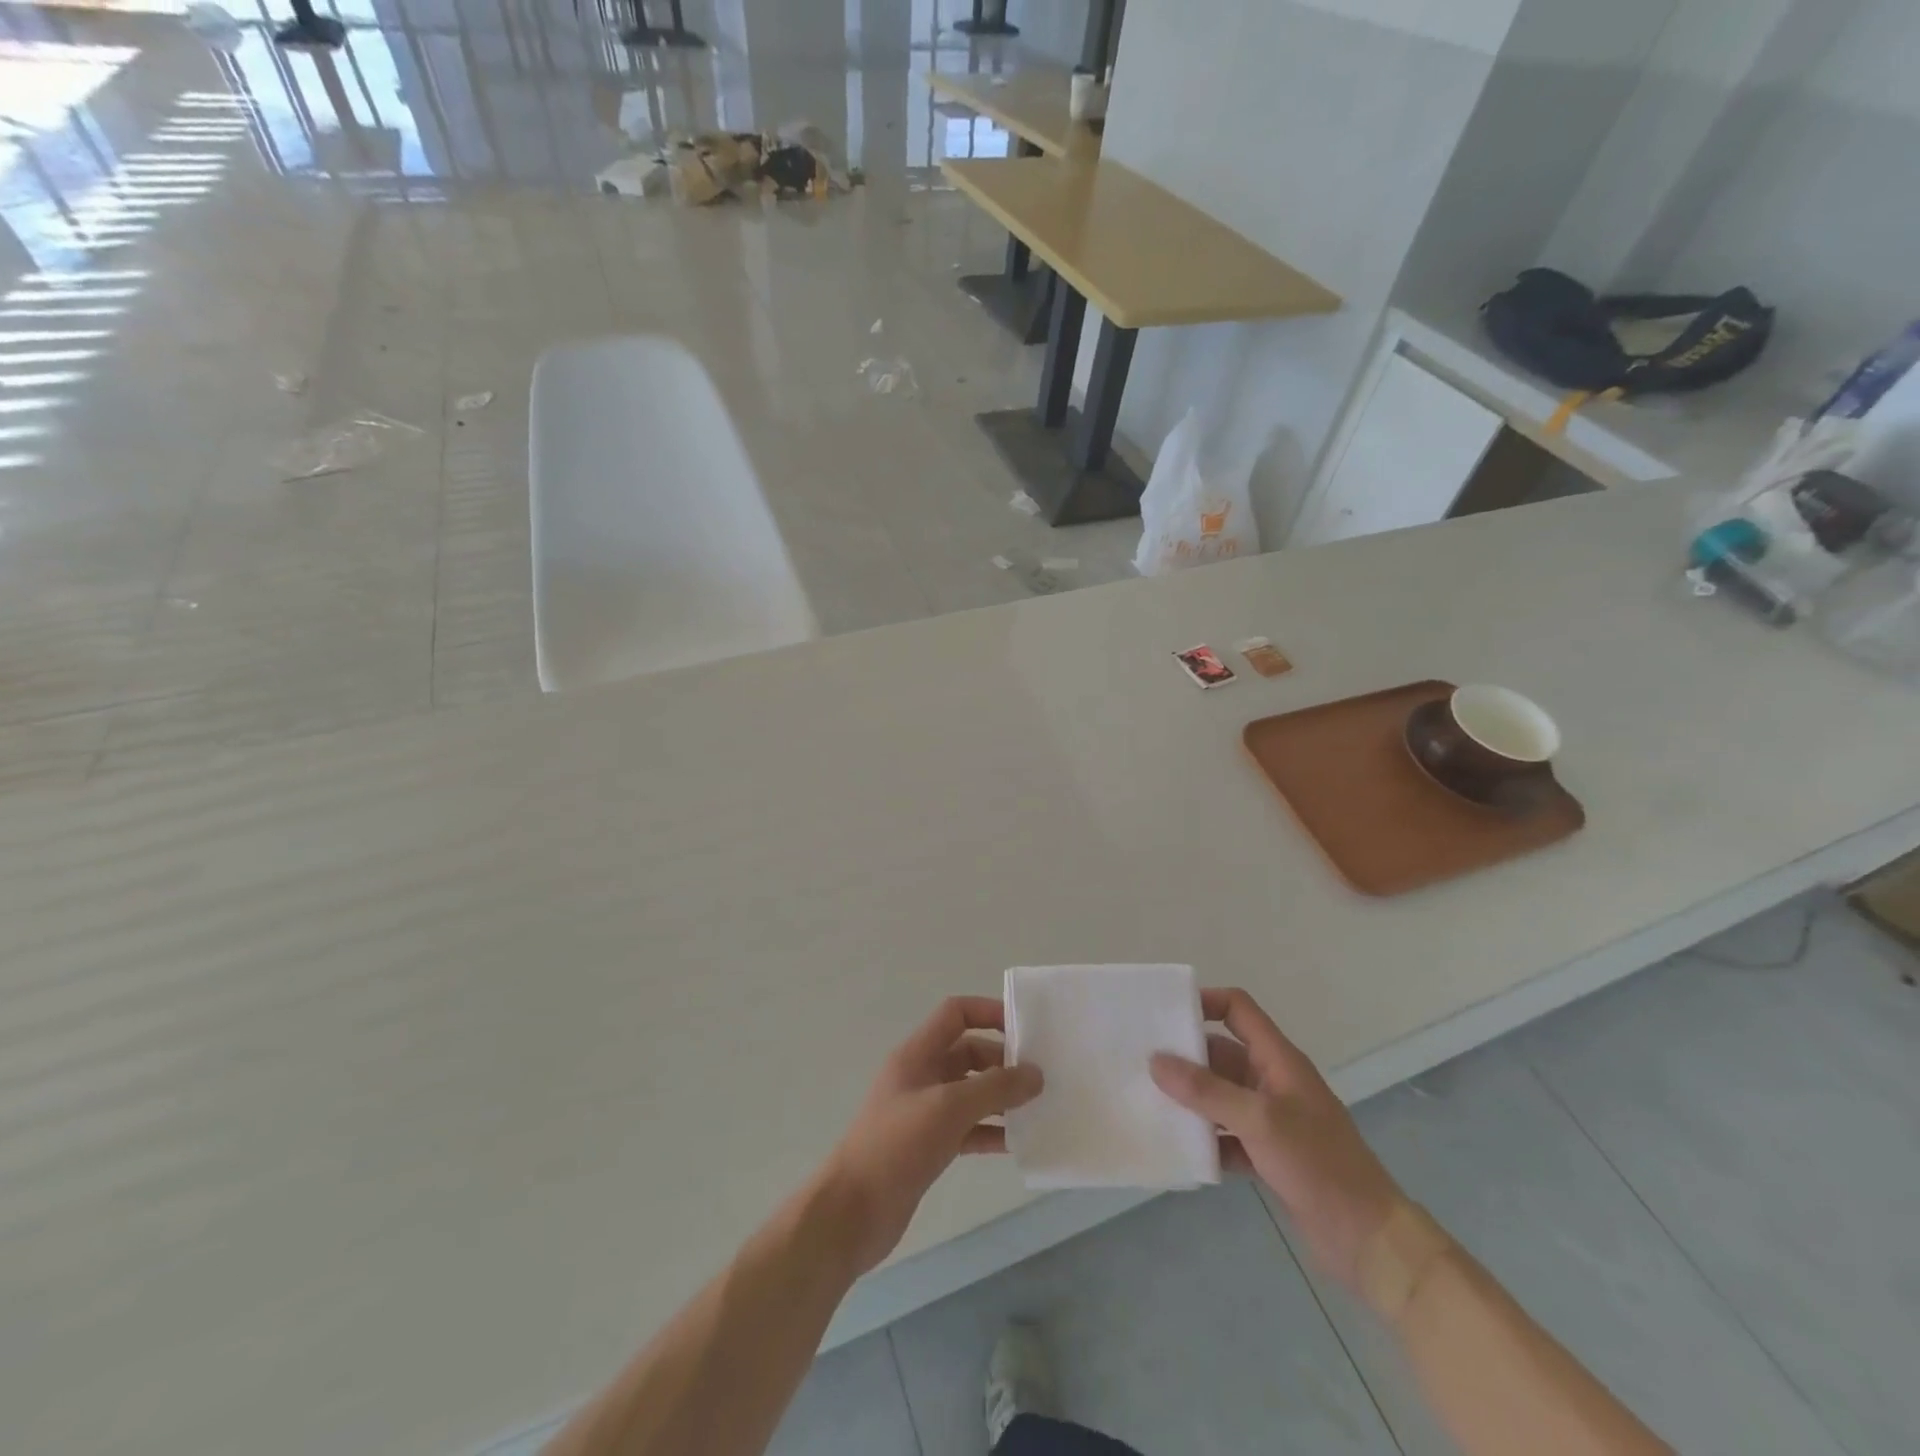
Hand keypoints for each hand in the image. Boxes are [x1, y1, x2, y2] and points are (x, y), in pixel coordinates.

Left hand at [821, 997, 1042, 1275]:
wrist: (853, 1213)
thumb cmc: (897, 1146)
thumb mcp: (949, 1108)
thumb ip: (995, 1088)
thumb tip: (1035, 1074)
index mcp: (917, 1054)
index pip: (956, 1014)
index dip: (989, 1012)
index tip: (1025, 1029)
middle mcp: (921, 1076)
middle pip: (968, 1052)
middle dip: (1002, 1061)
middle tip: (1040, 1078)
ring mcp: (924, 1112)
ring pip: (971, 1092)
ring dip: (1001, 1098)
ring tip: (1039, 1109)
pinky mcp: (929, 1146)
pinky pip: (968, 1128)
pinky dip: (991, 1131)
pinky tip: (1018, 1144)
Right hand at [1151, 988, 1405, 1288]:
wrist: (1370, 1242)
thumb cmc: (1318, 1165)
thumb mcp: (1259, 1121)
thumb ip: (1206, 1091)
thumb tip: (1156, 1061)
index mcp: (1278, 1060)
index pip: (1238, 1010)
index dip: (1204, 1002)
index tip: (1164, 1013)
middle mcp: (1273, 1082)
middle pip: (1222, 1053)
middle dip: (1186, 1057)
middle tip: (1141, 1062)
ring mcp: (1272, 1120)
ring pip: (1221, 1096)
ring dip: (1191, 1100)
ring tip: (1148, 1102)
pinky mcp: (1269, 1155)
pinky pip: (1227, 1135)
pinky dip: (1206, 1139)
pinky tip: (1179, 1149)